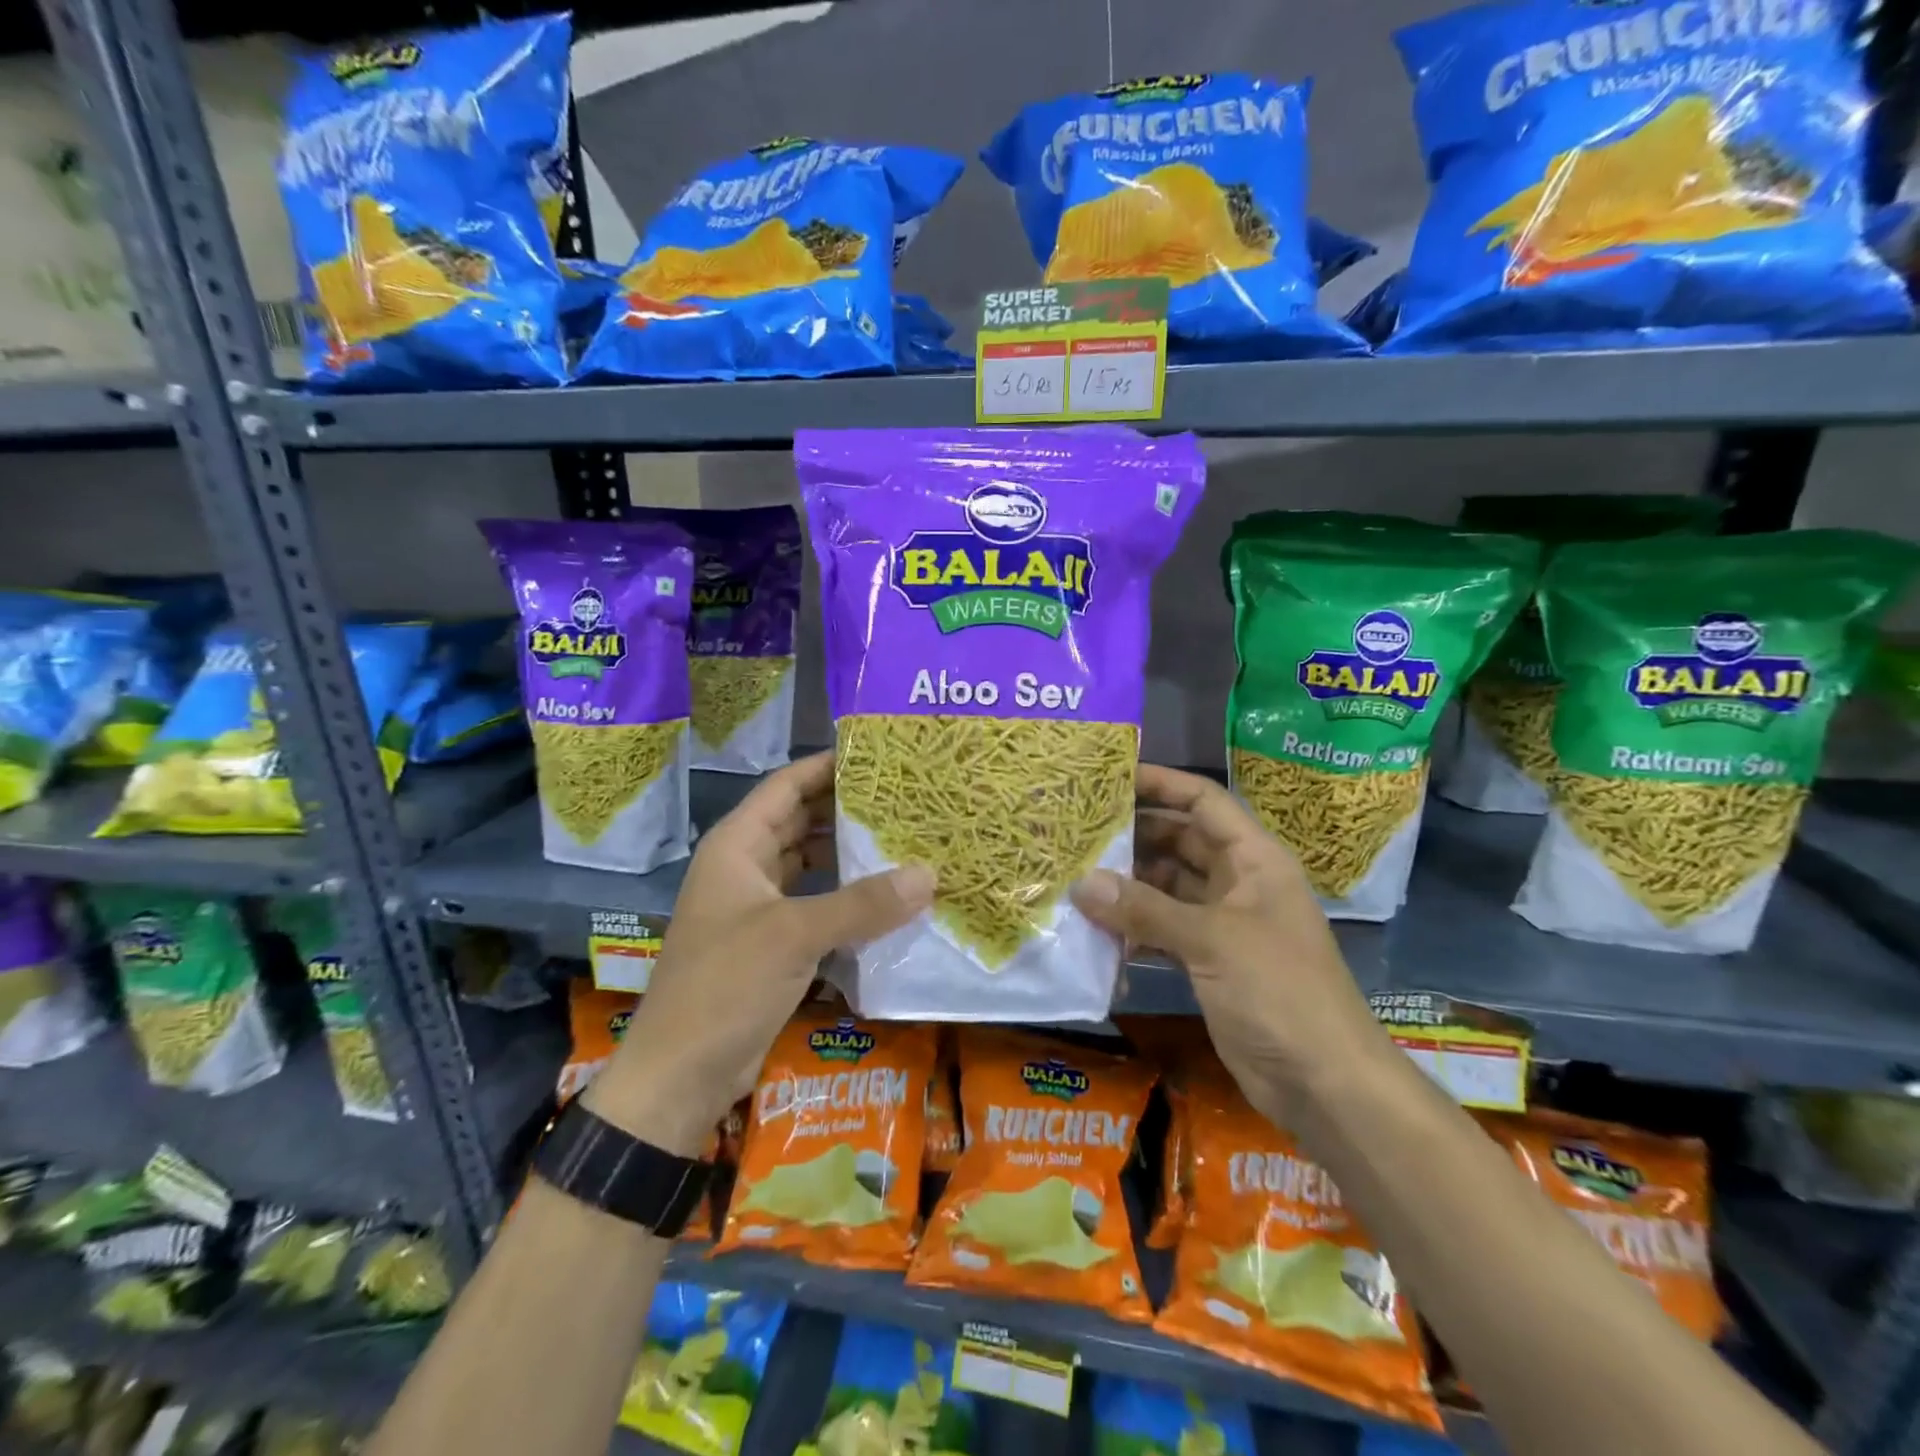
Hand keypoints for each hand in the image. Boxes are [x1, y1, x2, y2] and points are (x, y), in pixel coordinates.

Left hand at [585, 751, 933, 1153]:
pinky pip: (815, 903)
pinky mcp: (772, 942)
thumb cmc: (725, 986)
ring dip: (849, 854)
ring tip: (905, 839)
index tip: (878, 754)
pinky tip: (886, 897)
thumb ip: (862, 904)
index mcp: (736, 845)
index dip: (827, 765)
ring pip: (810, 864)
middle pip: (800, 821)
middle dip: (846, 808)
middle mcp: (745, 867)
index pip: (786, 786)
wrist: (679, 1074)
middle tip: (905, 797)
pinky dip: (846, 897)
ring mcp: (758, 906)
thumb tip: (929, 875)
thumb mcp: (794, 936)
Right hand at [1070, 764, 1388, 1116]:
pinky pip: (1164, 929)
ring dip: (1128, 884)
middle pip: (1180, 842)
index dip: (1161, 784)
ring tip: (1074, 875)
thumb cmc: (1280, 992)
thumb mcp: (1213, 941)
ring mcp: (1224, 923)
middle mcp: (1238, 882)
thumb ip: (1145, 910)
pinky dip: (1134, 927)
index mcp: (1254, 859)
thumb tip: (1081, 882)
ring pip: (1168, 888)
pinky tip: (1096, 929)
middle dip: (1134, 835)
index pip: (1204, 802)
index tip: (1111, 777)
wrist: (1325, 1083)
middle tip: (1078, 830)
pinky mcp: (1210, 961)